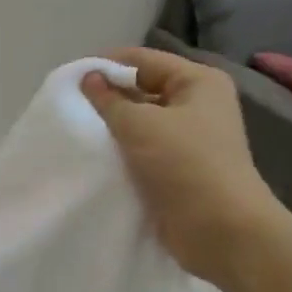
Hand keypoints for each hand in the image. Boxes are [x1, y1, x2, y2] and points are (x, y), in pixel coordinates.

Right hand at [81, 48, 281, 285]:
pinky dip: (123, 154)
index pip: (143, 60)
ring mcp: (191, 139)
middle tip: (69, 108)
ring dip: (114, 129)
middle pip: (143, 89)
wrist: (222, 231)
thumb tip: (89, 77)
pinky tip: (96, 159)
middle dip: (108, 98)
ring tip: (77, 133)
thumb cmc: (185, 165)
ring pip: (142, 123)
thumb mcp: (141, 125)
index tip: (69, 80)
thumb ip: (109, 100)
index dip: (106, 65)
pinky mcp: (180, 170)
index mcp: (198, 82)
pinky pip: (144, 152)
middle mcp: (198, 105)